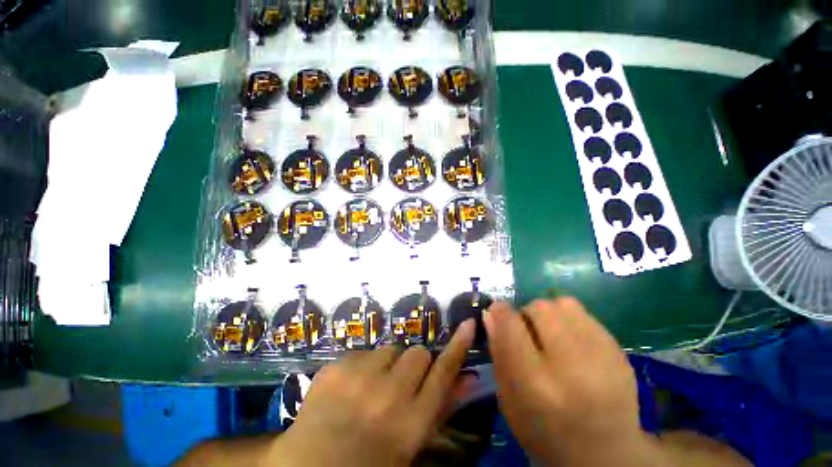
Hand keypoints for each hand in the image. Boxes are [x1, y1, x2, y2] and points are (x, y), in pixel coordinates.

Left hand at [271, 319, 475, 465]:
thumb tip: (469, 377)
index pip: (443, 373)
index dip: (458, 346)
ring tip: (372, 387)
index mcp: (410, 424)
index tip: (468, 324)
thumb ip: (441, 408)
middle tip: (400, 383)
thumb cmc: (368, 462)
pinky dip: (364, 364)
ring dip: (388, 363)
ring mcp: (358, 378)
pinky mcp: (336, 367)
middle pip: (418, 353)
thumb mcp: (410, 445)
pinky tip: (350, 386)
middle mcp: (388, 397)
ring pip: (391, 349)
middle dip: (414, 365)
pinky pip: (365, 351)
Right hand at [484, 298, 662, 465]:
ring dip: (549, 314)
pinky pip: (584, 314)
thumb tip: (491, 313)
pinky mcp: (618, 351)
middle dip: (527, 314)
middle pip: (539, 308)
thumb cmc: (545, 432)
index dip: (500, 312)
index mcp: (536, 383)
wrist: (607, 455)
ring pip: (563, 304)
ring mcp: (601, 356)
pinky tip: (572, 342)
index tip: (497, 313)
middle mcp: (570, 365)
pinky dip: (569, 320)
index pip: (511, 324)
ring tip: (551, 335)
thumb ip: (498, 352)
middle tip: (529, 333)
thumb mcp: (509, 399)